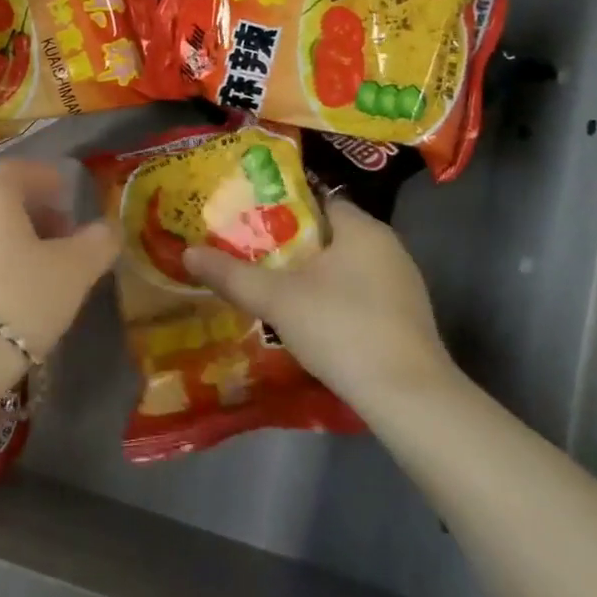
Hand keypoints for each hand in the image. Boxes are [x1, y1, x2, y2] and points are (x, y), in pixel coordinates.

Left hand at [0, 159, 118, 360]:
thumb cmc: (17, 299)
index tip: (68, 194)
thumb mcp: (72, 272)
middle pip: (0, 201)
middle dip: (35, 214)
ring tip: (45, 273)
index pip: (18, 169)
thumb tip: (108, 229)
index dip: (45, 177)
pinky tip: (14, 299)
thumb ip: (96, 244)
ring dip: (16, 243)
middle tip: (65, 237)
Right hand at [185, 197, 452, 411]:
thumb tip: (187, 253)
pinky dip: (332, 297)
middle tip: (249, 249)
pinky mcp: (406, 318)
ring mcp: (402, 284)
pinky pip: (359, 292)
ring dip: (311, 272)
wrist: (409, 399)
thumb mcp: (276, 299)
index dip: (281, 203)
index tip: (248, 215)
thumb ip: (231, 274)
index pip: (317, 198)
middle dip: (290, 241)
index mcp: (362, 228)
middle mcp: (388, 247)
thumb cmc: (342, 329)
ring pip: (344, 265)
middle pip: (329, 232)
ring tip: (270, 282)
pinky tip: (308, 317)